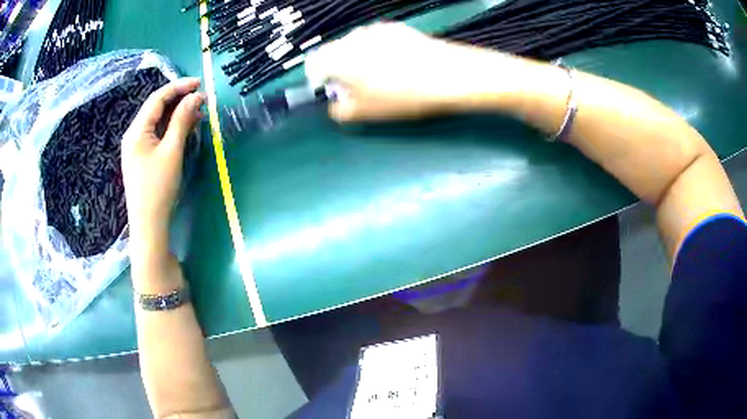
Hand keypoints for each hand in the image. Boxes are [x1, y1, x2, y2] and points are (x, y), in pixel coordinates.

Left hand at [121, 78, 204, 260]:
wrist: (148, 225)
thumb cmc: (158, 187)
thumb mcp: (172, 151)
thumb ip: (182, 121)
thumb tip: (196, 97)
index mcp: (136, 130)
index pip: (157, 98)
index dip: (178, 87)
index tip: (199, 83)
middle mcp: (134, 135)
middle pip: (156, 109)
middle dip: (178, 100)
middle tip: (201, 99)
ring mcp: (137, 148)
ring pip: (157, 122)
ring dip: (176, 115)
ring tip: (197, 114)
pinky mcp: (142, 158)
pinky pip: (157, 135)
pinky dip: (171, 129)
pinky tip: (185, 130)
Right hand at [304, 23, 512, 121]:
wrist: (450, 74)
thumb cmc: (404, 96)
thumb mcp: (368, 112)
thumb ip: (341, 110)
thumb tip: (336, 105)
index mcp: (339, 58)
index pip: (313, 64)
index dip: (317, 80)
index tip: (329, 91)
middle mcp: (353, 38)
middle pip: (333, 52)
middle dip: (338, 70)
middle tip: (355, 88)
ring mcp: (376, 30)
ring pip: (355, 45)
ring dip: (357, 59)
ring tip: (379, 76)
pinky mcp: (396, 28)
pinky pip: (375, 40)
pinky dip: (376, 51)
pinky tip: (396, 64)